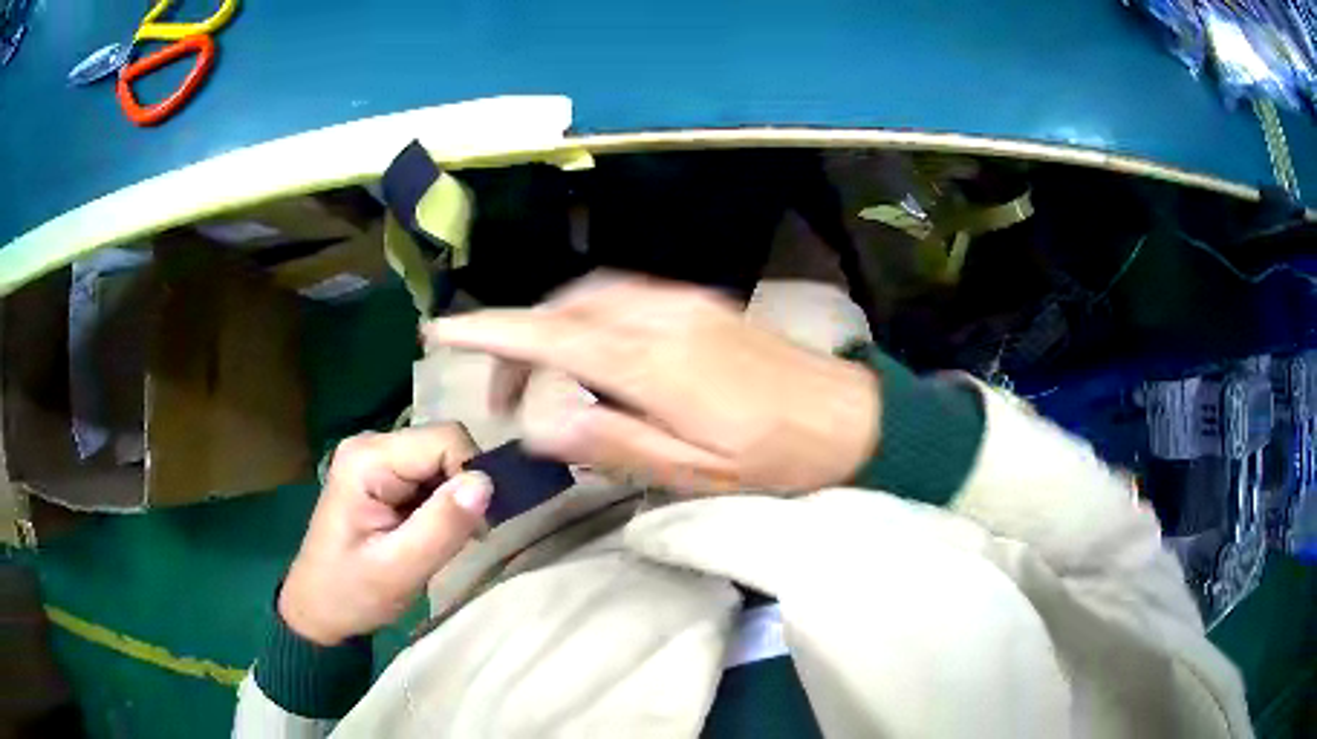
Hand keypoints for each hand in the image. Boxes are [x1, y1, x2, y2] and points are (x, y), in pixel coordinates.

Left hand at [279, 425, 491, 645]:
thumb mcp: (399, 569)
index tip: (476, 526)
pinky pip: (430, 474)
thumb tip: (486, 483)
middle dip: (464, 488)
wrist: (317, 607)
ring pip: (442, 459)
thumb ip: (442, 526)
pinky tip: (435, 532)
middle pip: (444, 444)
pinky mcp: (384, 474)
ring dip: (455, 498)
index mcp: (369, 459)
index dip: (471, 476)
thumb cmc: (351, 593)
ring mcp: (377, 457)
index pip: (445, 440)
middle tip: (465, 537)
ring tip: (448, 539)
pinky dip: (444, 503)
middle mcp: (373, 444)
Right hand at [424, 273, 879, 493]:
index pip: (550, 337)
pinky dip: (586, 321)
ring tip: (543, 381)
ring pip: (588, 299)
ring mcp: (681, 302)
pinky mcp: (698, 303)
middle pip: (561, 313)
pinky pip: (621, 298)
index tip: (442, 333)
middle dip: (517, 343)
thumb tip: (542, 422)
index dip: (490, 332)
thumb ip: (615, 442)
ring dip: (551, 331)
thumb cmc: (775, 459)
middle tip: (506, 398)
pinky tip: (591, 357)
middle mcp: (660, 316)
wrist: (849, 418)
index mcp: (653, 362)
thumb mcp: (694, 473)